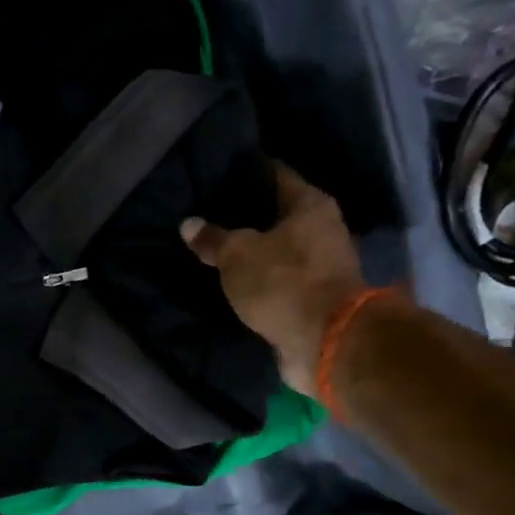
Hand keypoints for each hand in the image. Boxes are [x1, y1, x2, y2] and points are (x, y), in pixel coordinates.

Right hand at [181, 163, 365, 393]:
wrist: (325, 340)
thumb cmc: (283, 282)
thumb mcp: (236, 256)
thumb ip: (213, 239)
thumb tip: (189, 223)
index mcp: (311, 204)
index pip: (275, 175)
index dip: (247, 173)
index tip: (220, 174)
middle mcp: (324, 228)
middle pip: (279, 214)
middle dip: (249, 216)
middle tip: (212, 214)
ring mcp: (323, 265)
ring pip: (280, 249)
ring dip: (256, 251)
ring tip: (219, 250)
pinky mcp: (316, 298)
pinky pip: (281, 280)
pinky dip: (262, 280)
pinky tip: (237, 281)